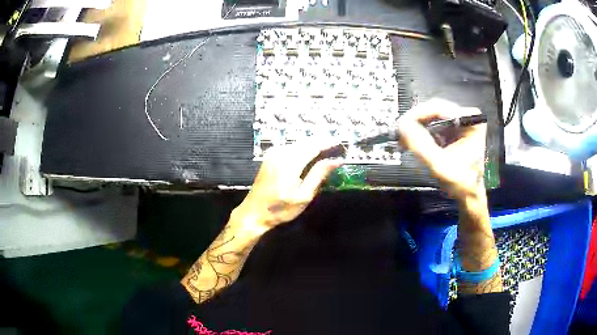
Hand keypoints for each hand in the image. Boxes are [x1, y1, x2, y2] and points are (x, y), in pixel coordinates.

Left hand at [233, 139, 342, 231]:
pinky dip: (303, 148)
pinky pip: (291, 146)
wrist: (254, 212)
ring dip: (312, 144)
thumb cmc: (280, 209)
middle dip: (321, 141)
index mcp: (290, 162)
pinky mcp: (270, 156)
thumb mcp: (304, 196)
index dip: (328, 142)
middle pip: (306, 141)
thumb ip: (319, 175)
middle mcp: (281, 152)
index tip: (341, 142)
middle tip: (336, 146)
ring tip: (327, 149)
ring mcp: (273, 153)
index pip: (313, 145)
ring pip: (298, 142)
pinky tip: (310, 154)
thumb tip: (336, 160)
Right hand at [397, 99, 486, 199]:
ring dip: (417, 127)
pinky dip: (422, 131)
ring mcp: (460, 121)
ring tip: (405, 141)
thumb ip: (422, 146)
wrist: (469, 194)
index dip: (417, 115)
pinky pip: (434, 122)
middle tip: (400, 136)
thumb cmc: (461, 183)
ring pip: (432, 115)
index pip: (439, 108)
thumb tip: (402, 125)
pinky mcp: (454, 128)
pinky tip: (414, 142)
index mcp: (470, 121)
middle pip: (434, 109)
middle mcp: (466, 115)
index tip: (401, 126)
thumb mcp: (441, 166)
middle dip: (416, 122)